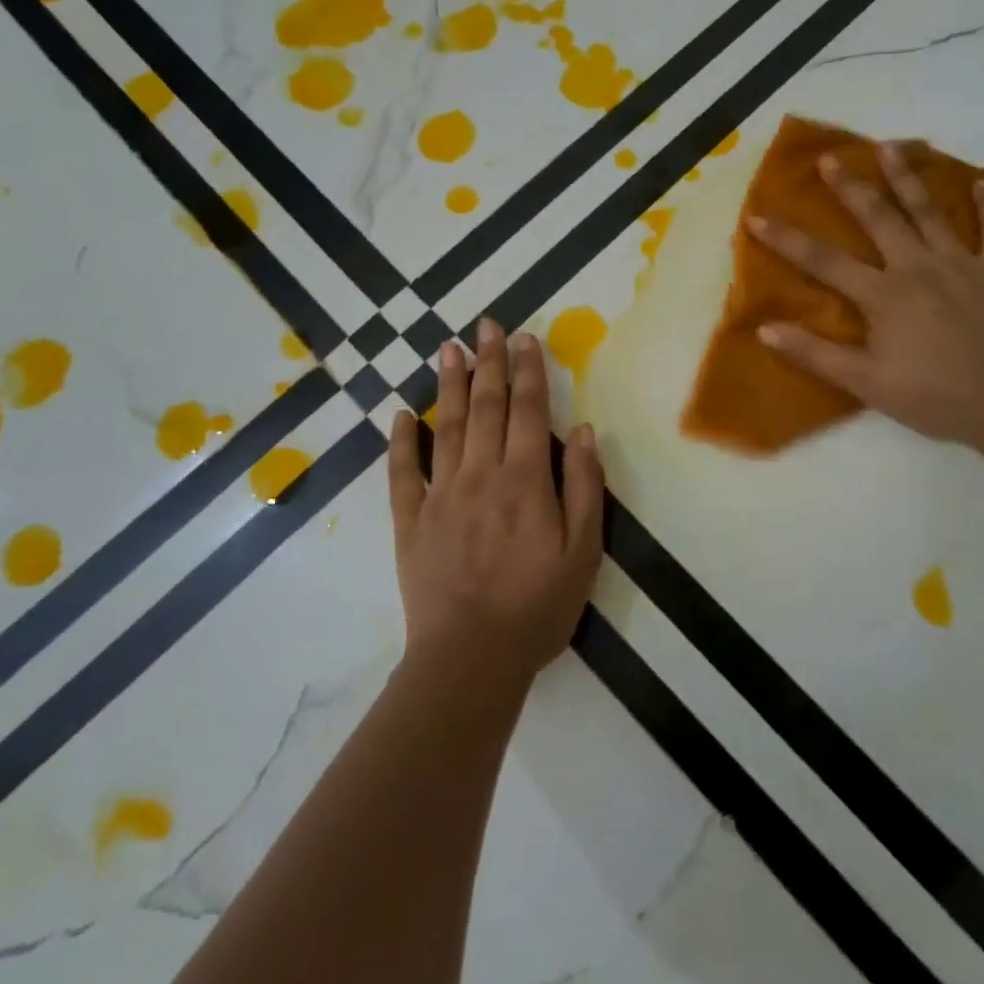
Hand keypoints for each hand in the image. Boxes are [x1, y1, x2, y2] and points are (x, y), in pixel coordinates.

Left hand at [387, 319, 604, 682]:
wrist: (471, 658)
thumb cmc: (538, 606)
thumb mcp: (584, 550)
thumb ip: (585, 485)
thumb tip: (584, 430)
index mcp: (526, 479)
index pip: (528, 410)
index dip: (528, 370)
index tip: (524, 337)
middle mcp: (482, 474)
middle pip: (486, 406)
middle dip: (488, 362)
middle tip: (485, 325)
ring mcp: (441, 494)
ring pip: (444, 426)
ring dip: (447, 384)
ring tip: (447, 348)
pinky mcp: (411, 520)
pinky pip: (403, 472)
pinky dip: (400, 441)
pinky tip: (399, 415)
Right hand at [747, 144, 983, 451]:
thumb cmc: (934, 397)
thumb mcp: (865, 383)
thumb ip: (815, 354)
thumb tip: (766, 328)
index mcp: (884, 295)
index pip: (824, 261)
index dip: (787, 240)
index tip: (758, 216)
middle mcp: (919, 267)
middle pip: (878, 218)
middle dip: (851, 187)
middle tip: (831, 158)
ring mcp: (962, 263)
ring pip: (930, 211)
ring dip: (908, 177)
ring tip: (890, 147)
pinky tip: (981, 180)